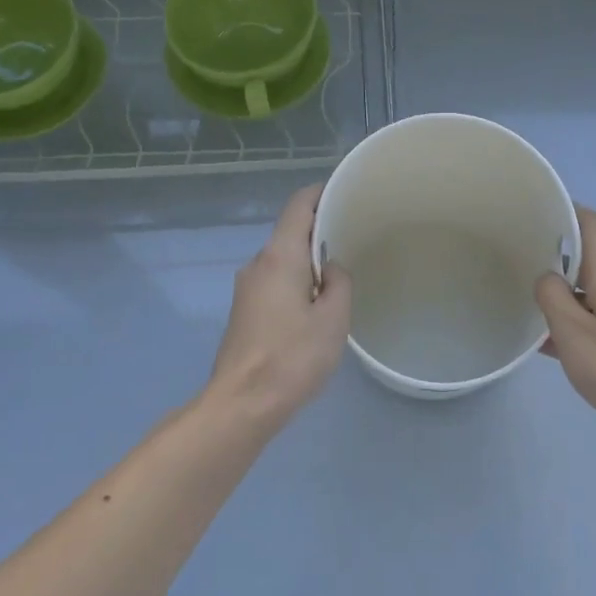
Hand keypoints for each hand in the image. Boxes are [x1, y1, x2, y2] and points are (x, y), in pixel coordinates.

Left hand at [206, 184, 351, 428]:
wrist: (242, 402)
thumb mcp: (333, 319)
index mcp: (280, 256)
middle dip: (319, 232)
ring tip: (339, 277)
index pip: (298, 205)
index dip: (321, 193)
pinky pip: (274, 281)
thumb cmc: (292, 357)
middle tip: (353, 239)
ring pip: (283, 260)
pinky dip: (295, 282)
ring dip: (308, 262)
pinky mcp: (244, 311)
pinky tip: (314, 305)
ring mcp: (246, 288)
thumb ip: (339, 283)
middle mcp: (258, 264)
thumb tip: (332, 269)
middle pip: (289, 232)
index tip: (346, 194)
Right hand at [536, 207, 595, 434]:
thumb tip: (547, 279)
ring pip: (594, 285)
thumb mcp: (571, 331)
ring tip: (528, 301)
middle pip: (591, 252)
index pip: (590, 222)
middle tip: (519, 260)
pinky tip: (551, 340)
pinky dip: (578, 315)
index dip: (563, 212)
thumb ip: (552, 296)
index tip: (532, 216)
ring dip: (565, 290)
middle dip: (555, 254)